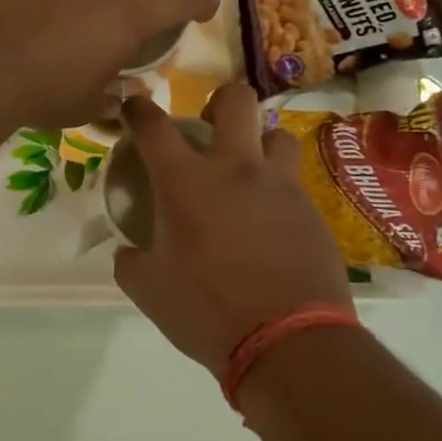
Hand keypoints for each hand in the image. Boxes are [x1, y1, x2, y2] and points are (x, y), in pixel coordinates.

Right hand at [113, 85, 352, 373]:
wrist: (287, 341)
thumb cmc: (205, 310)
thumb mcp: (146, 288)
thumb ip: (130, 258)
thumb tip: (131, 248)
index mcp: (185, 181)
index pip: (155, 126)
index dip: (139, 109)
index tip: (134, 105)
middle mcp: (236, 169)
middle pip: (236, 99)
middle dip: (219, 102)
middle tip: (209, 129)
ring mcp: (280, 186)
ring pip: (276, 134)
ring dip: (258, 144)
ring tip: (246, 173)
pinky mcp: (311, 211)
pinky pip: (293, 181)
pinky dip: (275, 189)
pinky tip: (268, 221)